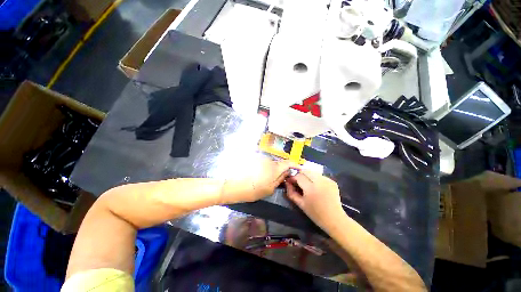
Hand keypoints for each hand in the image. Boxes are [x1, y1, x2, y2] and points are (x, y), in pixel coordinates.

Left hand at [221, 158, 295, 203]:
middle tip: (278, 179)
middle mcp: (269, 160)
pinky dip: (263, 167)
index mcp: (275, 168)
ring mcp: (260, 158)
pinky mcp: (253, 158)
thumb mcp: (269, 189)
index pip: (288, 162)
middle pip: (279, 163)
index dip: (294, 165)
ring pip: (270, 163)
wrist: (232, 185)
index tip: (297, 168)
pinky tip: (256, 174)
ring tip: (264, 178)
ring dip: (270, 169)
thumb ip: (280, 179)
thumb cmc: (252, 190)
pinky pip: (262, 162)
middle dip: (281, 169)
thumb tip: (287, 173)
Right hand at [285, 170, 344, 230]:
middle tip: (297, 180)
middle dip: (299, 174)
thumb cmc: (315, 214)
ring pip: (312, 172)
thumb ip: (291, 192)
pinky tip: (315, 185)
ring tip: (306, 182)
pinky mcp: (332, 181)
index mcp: (311, 188)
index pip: (299, 176)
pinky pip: (319, 175)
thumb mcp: (300, 204)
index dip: (293, 177)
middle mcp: (319, 182)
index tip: (290, 181)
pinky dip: (315, 178)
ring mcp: (327, 180)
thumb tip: (287, 182)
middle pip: (306, 170)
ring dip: (307, 175)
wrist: (334, 219)